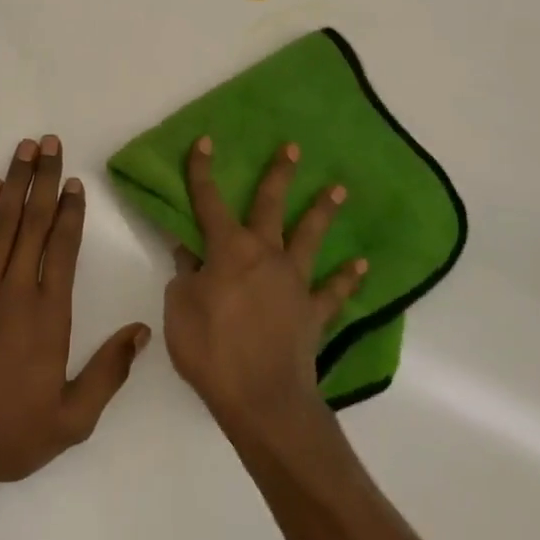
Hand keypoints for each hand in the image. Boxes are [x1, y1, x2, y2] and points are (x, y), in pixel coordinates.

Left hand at [0, 136, 150, 490]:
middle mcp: (15, 291)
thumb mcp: (72, 419)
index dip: (71, 211)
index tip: (75, 182)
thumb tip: (142, 331)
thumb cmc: (10, 435)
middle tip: (50, 142)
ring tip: (25, 150)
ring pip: (1, 223)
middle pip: (34, 222)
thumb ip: (109, 372)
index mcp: (49, 316)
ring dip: (15, 182)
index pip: (64, 248)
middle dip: (44, 179)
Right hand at [164, 137, 366, 438]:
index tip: (205, 141)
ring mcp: (294, 282)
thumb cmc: (211, 349)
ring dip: (322, 211)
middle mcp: (266, 255)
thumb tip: (188, 249)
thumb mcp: (179, 308)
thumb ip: (185, 274)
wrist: (262, 399)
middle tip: (293, 147)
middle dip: (279, 174)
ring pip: (310, 238)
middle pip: (270, 206)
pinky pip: (334, 291)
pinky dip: (347, 278)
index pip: (209, 201)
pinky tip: (361, 264)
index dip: (202, 170)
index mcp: (228, 250)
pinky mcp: (314, 312)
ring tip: (339, 189)